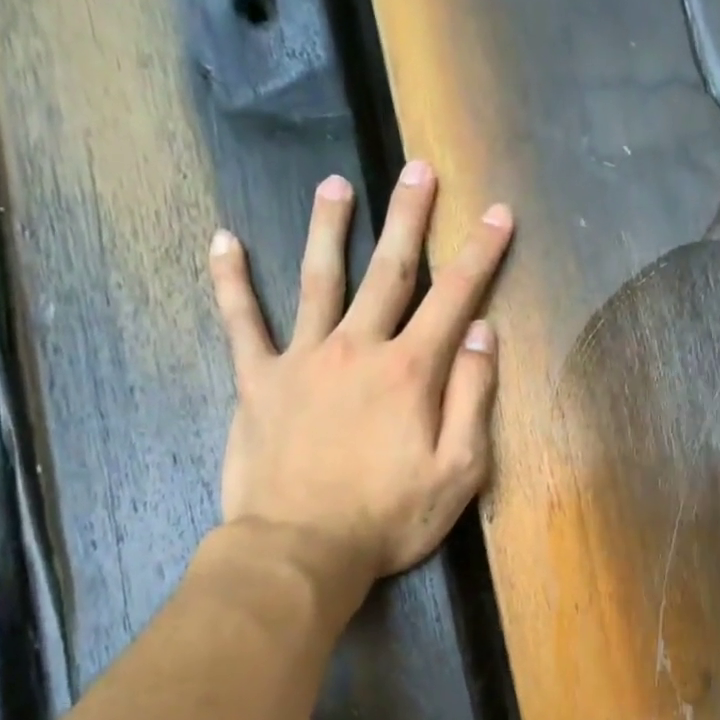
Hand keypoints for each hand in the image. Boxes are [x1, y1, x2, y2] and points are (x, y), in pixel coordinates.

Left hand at [206, 163, 513, 603]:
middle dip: (409, 217)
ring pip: (318, 279)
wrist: (301, 550)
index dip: (480, 252)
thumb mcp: (459, 470)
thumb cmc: (390, 518)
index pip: (455, 297)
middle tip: (417, 168)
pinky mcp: (257, 380)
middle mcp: (358, 348)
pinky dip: (231, 280)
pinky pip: (241, 322)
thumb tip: (482, 332)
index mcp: (410, 371)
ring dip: (329, 227)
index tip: (496, 213)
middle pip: (389, 270)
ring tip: (335, 183)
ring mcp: (302, 359)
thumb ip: (472, 397)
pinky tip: (223, 240)